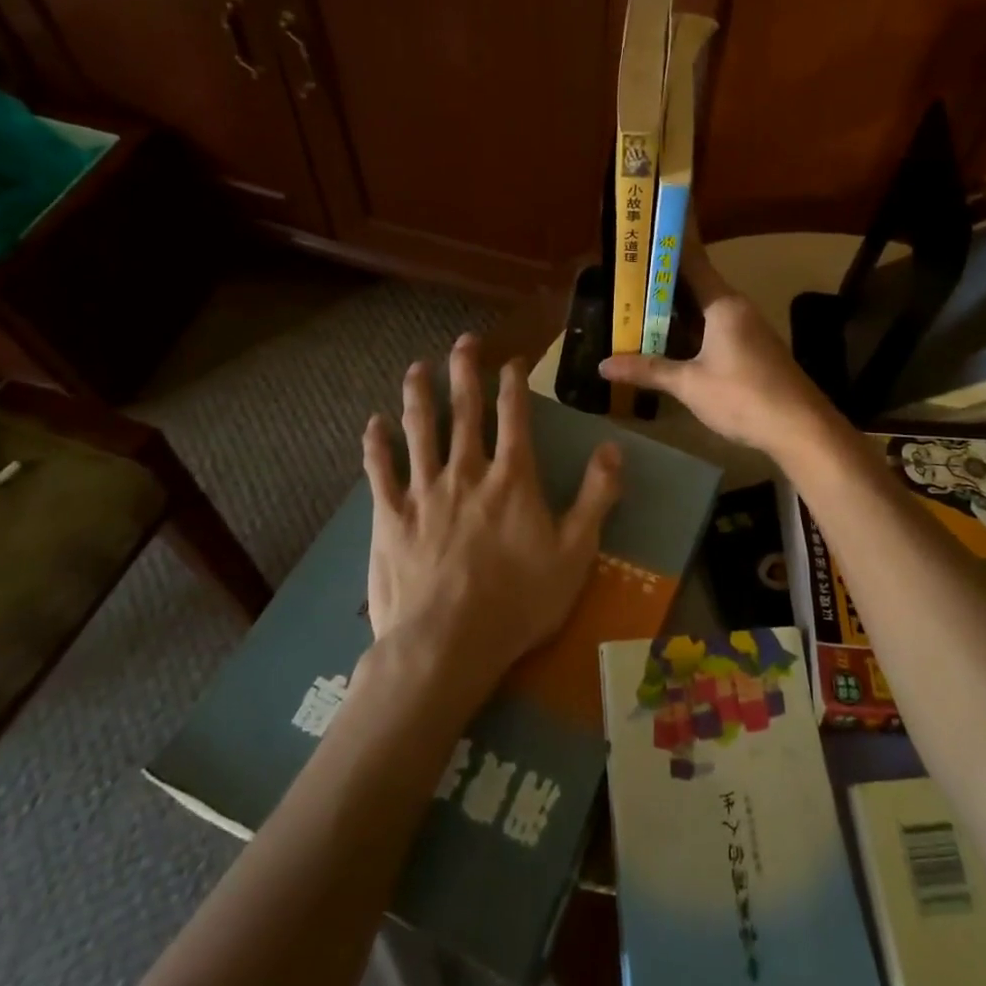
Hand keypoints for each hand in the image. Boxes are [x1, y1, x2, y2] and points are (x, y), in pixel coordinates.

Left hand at [363, 334, 622, 690]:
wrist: (448, 644)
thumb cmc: (519, 600)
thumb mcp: (576, 552)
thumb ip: (597, 496)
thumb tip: (613, 447)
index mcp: (512, 478)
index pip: (515, 417)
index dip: (514, 384)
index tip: (511, 361)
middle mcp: (467, 472)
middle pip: (465, 411)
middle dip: (465, 372)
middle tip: (463, 342)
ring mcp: (424, 492)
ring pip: (420, 431)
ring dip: (418, 395)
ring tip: (417, 367)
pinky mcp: (390, 517)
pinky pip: (380, 473)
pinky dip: (376, 446)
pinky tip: (373, 424)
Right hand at [600, 233, 838, 458]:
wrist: (800, 427)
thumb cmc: (742, 396)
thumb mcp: (689, 384)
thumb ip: (648, 370)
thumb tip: (603, 365)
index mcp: (723, 304)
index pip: (693, 262)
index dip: (670, 245)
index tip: (649, 229)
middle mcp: (738, 308)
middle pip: (697, 286)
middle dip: (663, 283)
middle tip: (627, 275)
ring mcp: (749, 329)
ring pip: (706, 310)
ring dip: (677, 309)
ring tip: (638, 307)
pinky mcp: (754, 350)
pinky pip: (716, 329)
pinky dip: (692, 329)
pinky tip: (670, 342)